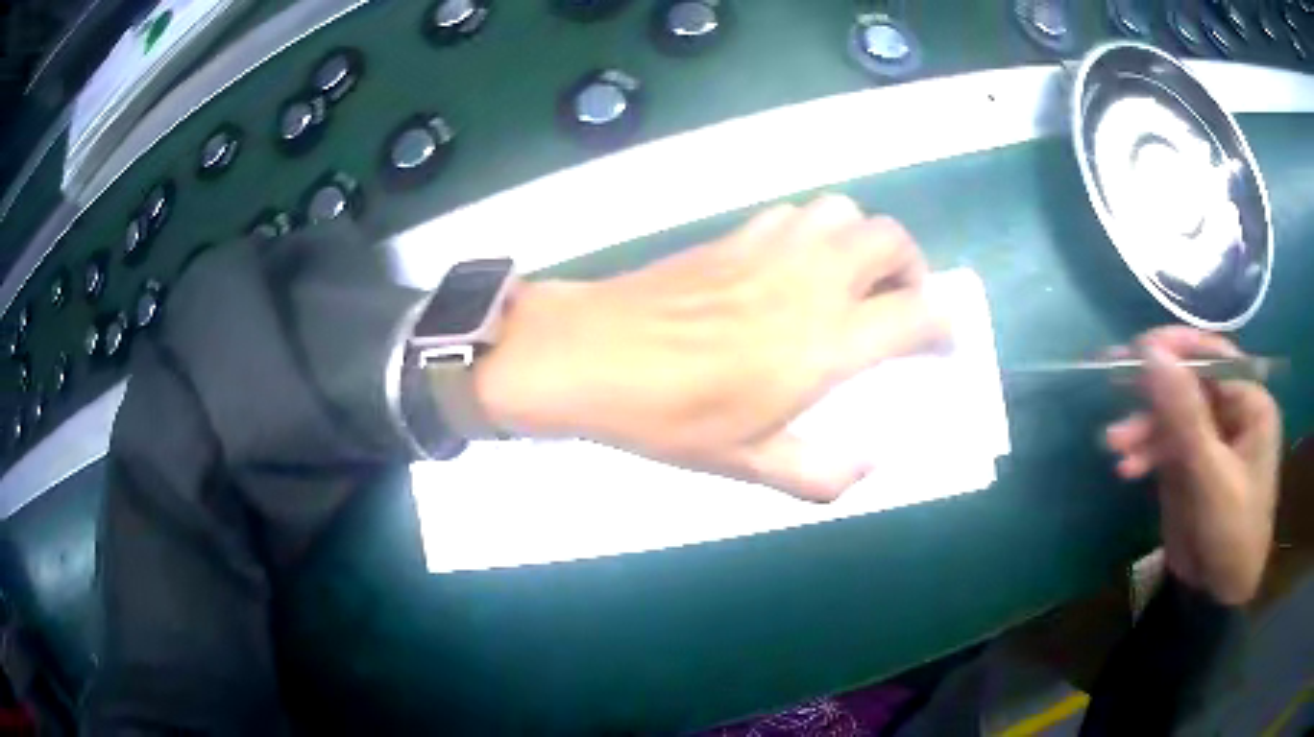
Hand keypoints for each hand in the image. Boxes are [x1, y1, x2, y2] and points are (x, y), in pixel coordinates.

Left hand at [475, 195, 947, 500]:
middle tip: (900, 305)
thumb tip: (870, 465)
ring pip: (846, 211)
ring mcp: (773, 246)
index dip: (943, 328)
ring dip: (866, 241)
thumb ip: (820, 472)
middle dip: (914, 268)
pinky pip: (798, 213)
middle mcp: (812, 279)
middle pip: (892, 239)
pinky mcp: (737, 233)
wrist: (592, 355)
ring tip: (853, 279)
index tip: (940, 347)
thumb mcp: (748, 464)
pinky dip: (818, 231)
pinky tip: (796, 265)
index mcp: (826, 342)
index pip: (918, 315)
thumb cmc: (669, 416)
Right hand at [1104, 327, 1281, 604]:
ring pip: (1173, 415)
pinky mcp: (1190, 463)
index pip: (1213, 358)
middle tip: (1114, 385)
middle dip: (1154, 394)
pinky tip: (1127, 468)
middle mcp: (1232, 412)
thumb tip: (1151, 351)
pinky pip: (1165, 444)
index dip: (1177, 349)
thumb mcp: (1209, 476)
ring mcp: (1210, 439)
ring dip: (1144, 428)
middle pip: (1189, 384)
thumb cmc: (1230, 534)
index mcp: (1250, 403)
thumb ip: (1184, 415)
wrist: (1217, 598)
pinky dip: (1145, 453)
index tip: (1138, 351)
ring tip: (1115, 446)